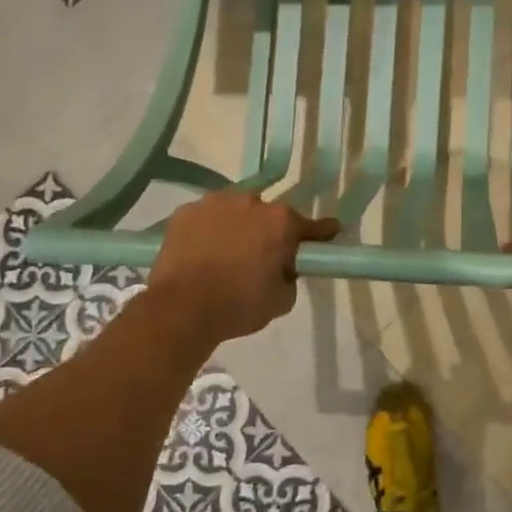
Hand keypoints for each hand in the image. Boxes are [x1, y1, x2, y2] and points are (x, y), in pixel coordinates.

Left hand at [147, 192, 340, 344]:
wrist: (180, 309)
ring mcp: (215, 203)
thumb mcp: (282, 299)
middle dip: (271, 232)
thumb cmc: (238, 305)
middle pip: (270, 216)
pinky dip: (210, 229)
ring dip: (239, 226)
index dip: (322, 233)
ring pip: (236, 211)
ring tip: (228, 253)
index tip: (331, 232)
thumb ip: (290, 275)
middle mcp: (251, 202)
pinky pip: (208, 217)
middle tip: (262, 257)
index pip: (311, 226)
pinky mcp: (186, 212)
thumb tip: (283, 266)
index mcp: (281, 223)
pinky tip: (204, 250)